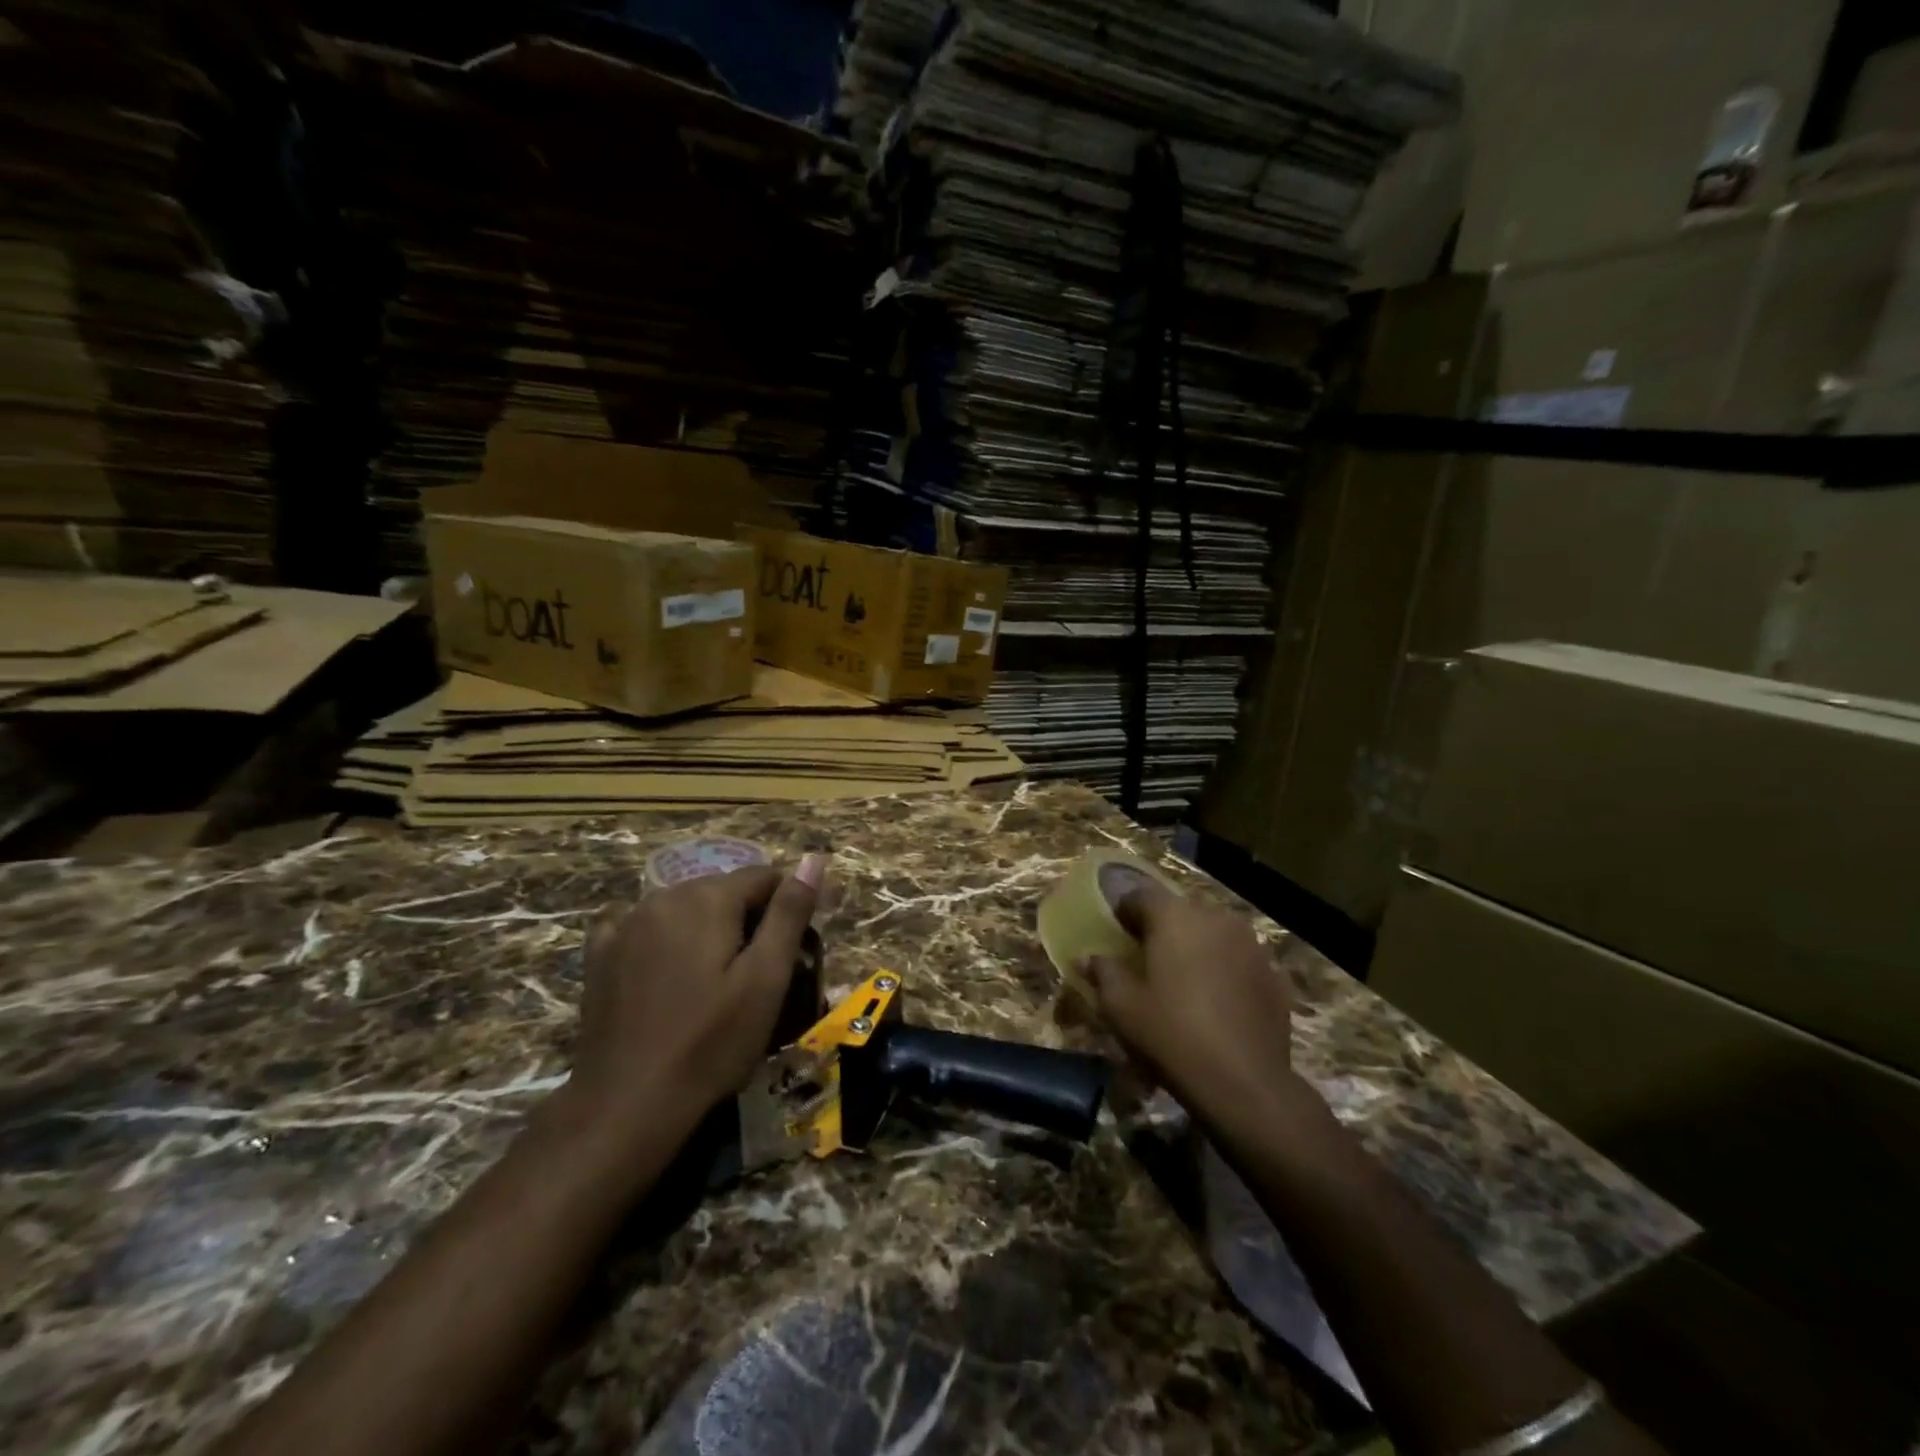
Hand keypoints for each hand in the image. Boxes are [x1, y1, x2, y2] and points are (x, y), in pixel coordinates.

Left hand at [569, 856, 827, 1128]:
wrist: (626, 1105)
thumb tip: (814, 858)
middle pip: (723, 890)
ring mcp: (625, 925)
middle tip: (757, 975)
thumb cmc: (710, 1043)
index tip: (792, 950)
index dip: (786, 907)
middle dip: (746, 919)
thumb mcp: (766, 979)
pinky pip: (642, 928)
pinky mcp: (600, 955)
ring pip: (685, 908)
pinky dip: (662, 940)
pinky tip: (665, 972)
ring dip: (707, 930)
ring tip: (715, 982)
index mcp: (707, 898)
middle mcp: (664, 897)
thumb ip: (790, 913)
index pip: (764, 877)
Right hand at [1079, 881, 1292, 1116]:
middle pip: (1180, 912)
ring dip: (1196, 948)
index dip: (1125, 913)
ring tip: (1184, 982)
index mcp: (1174, 916)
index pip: (1141, 895)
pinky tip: (1216, 1003)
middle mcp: (1215, 918)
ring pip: (1213, 934)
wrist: (1243, 1082)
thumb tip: (1089, 958)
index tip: (1117, 936)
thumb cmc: (1170, 1033)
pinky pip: (1238, 960)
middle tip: (1148, 961)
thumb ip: (1103, 972)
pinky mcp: (1273, 974)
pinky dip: (1224, 971)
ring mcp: (1251, 944)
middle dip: (1163, 930)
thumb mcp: (1120, 1006)